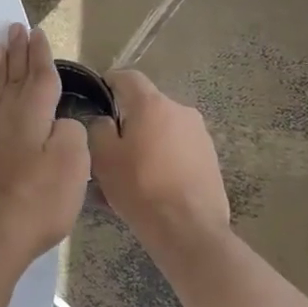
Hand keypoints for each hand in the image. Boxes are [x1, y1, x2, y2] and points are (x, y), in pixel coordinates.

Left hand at [0, 24, 89, 276]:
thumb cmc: (36, 203)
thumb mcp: (72, 166)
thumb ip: (72, 135)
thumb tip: (62, 124)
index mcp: (31, 117)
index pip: (38, 77)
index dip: (40, 54)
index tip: (36, 32)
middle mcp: (6, 120)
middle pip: (13, 79)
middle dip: (17, 54)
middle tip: (13, 29)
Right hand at [87, 71, 231, 269]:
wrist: (188, 229)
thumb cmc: (139, 187)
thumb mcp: (102, 156)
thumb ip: (97, 128)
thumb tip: (104, 121)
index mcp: (152, 104)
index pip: (127, 77)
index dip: (109, 82)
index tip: (96, 98)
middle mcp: (181, 111)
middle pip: (147, 105)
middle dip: (127, 119)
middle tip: (109, 145)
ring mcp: (200, 135)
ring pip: (163, 129)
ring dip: (146, 141)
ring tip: (130, 170)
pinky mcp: (211, 159)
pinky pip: (178, 149)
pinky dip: (163, 158)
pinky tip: (151, 184)